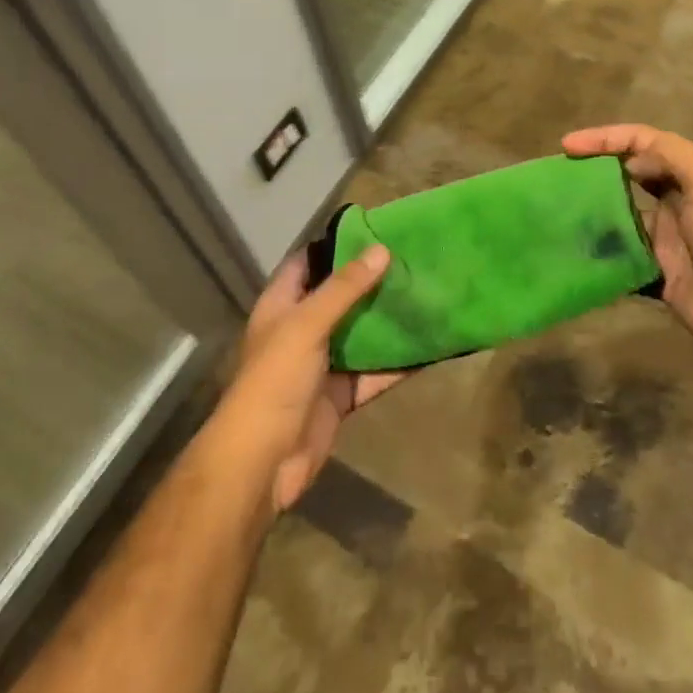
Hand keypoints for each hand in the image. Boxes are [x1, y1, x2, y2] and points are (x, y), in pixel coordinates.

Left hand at [213, 246, 406, 513]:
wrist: (263, 463)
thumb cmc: (275, 380)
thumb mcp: (307, 324)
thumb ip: (345, 288)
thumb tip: (382, 250)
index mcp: (283, 305)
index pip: (308, 262)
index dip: (337, 244)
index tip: (376, 229)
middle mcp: (302, 329)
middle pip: (341, 297)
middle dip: (373, 280)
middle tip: (413, 259)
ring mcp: (322, 364)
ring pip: (361, 334)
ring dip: (388, 320)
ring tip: (427, 294)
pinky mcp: (341, 395)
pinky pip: (374, 373)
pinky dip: (397, 363)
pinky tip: (428, 348)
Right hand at [563, 124, 692, 377]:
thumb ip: (669, 157)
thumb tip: (628, 162)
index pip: (644, 142)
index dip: (606, 138)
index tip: (568, 146)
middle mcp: (680, 201)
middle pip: (631, 175)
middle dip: (597, 170)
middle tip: (560, 177)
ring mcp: (669, 239)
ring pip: (623, 216)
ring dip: (596, 213)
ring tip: (559, 214)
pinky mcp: (661, 274)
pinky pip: (624, 258)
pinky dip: (603, 254)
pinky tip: (577, 252)